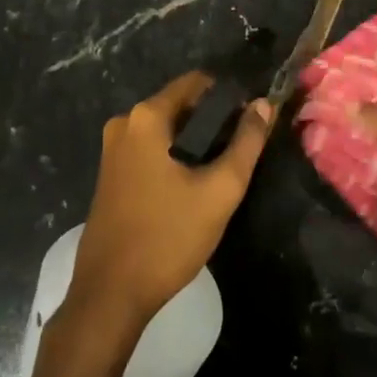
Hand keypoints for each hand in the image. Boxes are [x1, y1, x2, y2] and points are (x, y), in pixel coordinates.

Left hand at [71, 72, 273, 334]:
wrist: (111, 294)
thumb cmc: (168, 237)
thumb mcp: (219, 190)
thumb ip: (246, 143)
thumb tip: (265, 105)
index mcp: (146, 117)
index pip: (197, 82)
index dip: (230, 95)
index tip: (253, 119)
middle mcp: (124, 123)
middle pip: (181, 105)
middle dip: (214, 121)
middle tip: (243, 149)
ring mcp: (113, 149)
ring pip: (167, 130)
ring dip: (196, 142)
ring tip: (223, 170)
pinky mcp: (111, 174)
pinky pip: (151, 150)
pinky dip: (175, 157)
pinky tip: (193, 185)